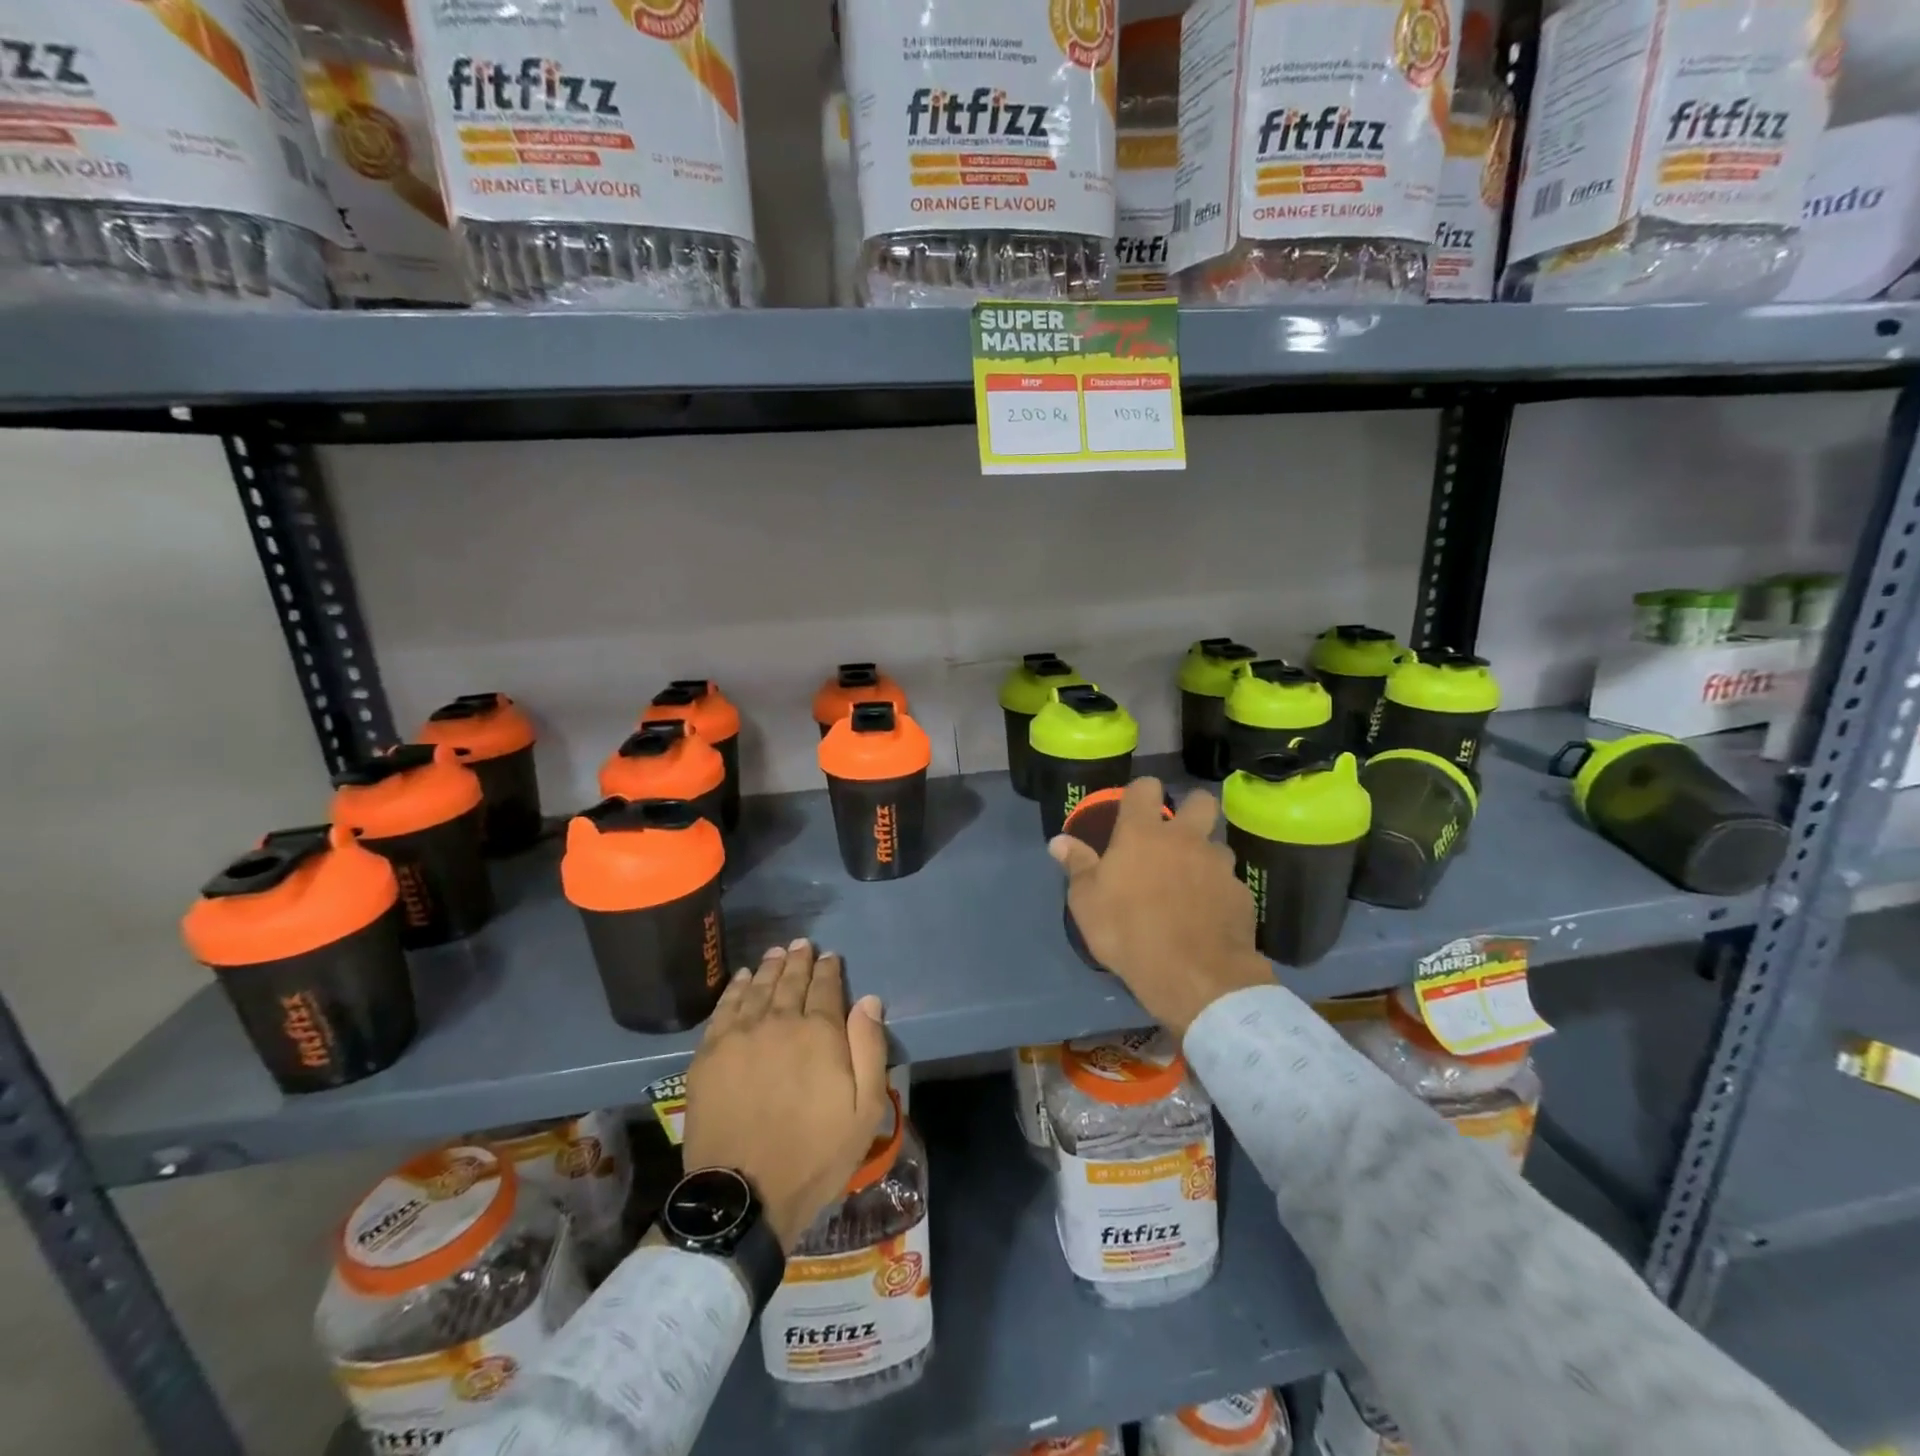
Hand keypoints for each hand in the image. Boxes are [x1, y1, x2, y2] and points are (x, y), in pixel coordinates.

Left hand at [682, 939, 890, 1249]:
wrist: (744, 1194)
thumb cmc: (814, 1155)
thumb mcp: (864, 1110)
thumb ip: (869, 1049)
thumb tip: (869, 1000)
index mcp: (820, 1033)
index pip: (826, 988)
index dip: (829, 969)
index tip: (830, 956)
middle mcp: (779, 1022)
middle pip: (790, 982)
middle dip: (799, 961)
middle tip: (802, 944)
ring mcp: (740, 1036)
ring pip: (758, 989)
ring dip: (769, 968)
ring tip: (776, 952)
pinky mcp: (709, 1055)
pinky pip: (724, 1009)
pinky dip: (735, 989)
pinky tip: (741, 979)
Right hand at [1049, 776, 1270, 1034]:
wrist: (1194, 976)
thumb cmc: (1128, 932)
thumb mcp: (1087, 903)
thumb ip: (1077, 866)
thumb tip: (1058, 841)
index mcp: (1142, 833)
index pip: (1145, 787)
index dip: (1141, 792)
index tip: (1134, 808)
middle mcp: (1185, 838)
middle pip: (1200, 800)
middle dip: (1191, 809)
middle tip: (1176, 835)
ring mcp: (1218, 865)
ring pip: (1218, 845)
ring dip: (1205, 857)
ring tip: (1191, 884)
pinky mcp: (1241, 894)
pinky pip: (1229, 883)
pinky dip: (1219, 893)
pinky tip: (1208, 916)